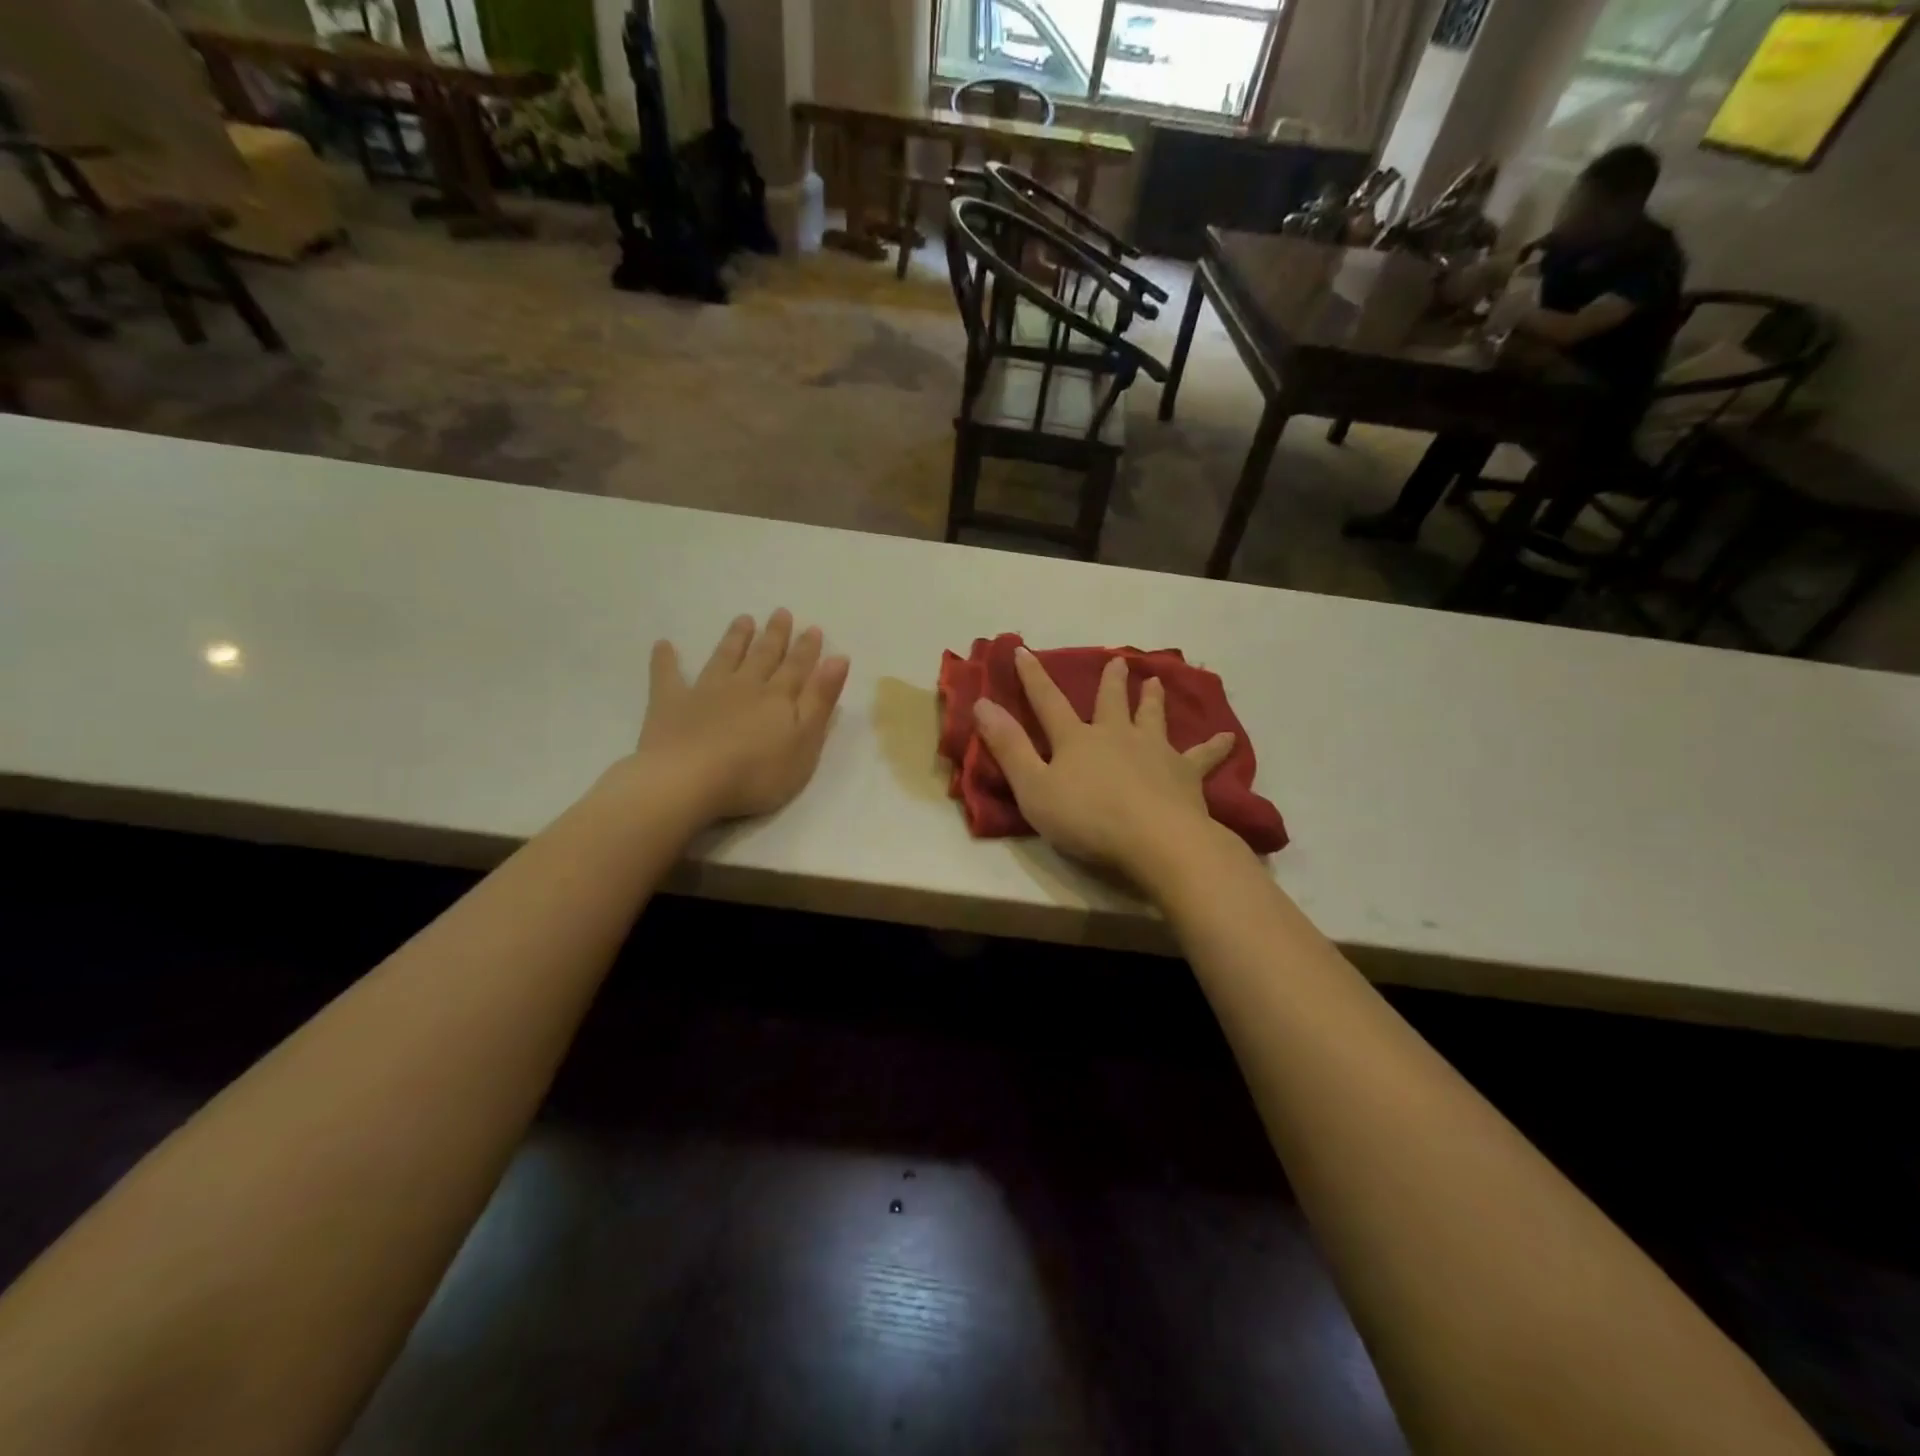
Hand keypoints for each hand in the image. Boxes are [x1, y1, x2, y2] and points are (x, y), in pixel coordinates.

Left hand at [635, 609, 849, 821]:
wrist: (689, 780)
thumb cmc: (757, 772)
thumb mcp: (804, 741)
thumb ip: (820, 700)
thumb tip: (838, 659)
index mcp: (778, 698)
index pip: (797, 668)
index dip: (807, 649)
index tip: (813, 628)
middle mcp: (744, 686)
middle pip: (763, 657)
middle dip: (775, 636)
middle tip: (781, 613)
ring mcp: (705, 692)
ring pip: (725, 658)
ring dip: (735, 639)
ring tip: (743, 620)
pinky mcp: (670, 704)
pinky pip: (667, 676)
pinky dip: (665, 660)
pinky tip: (663, 645)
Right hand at [971, 647, 1235, 880]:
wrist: (1155, 840)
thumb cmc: (1087, 818)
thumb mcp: (1033, 787)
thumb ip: (1009, 747)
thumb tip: (982, 704)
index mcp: (1077, 739)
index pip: (1048, 702)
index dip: (1033, 677)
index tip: (1023, 650)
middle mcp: (1117, 735)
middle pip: (1111, 702)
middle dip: (1111, 681)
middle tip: (1118, 661)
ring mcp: (1155, 752)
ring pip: (1153, 718)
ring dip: (1153, 700)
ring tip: (1156, 681)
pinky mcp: (1186, 775)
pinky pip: (1202, 757)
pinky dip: (1214, 747)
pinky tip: (1229, 739)